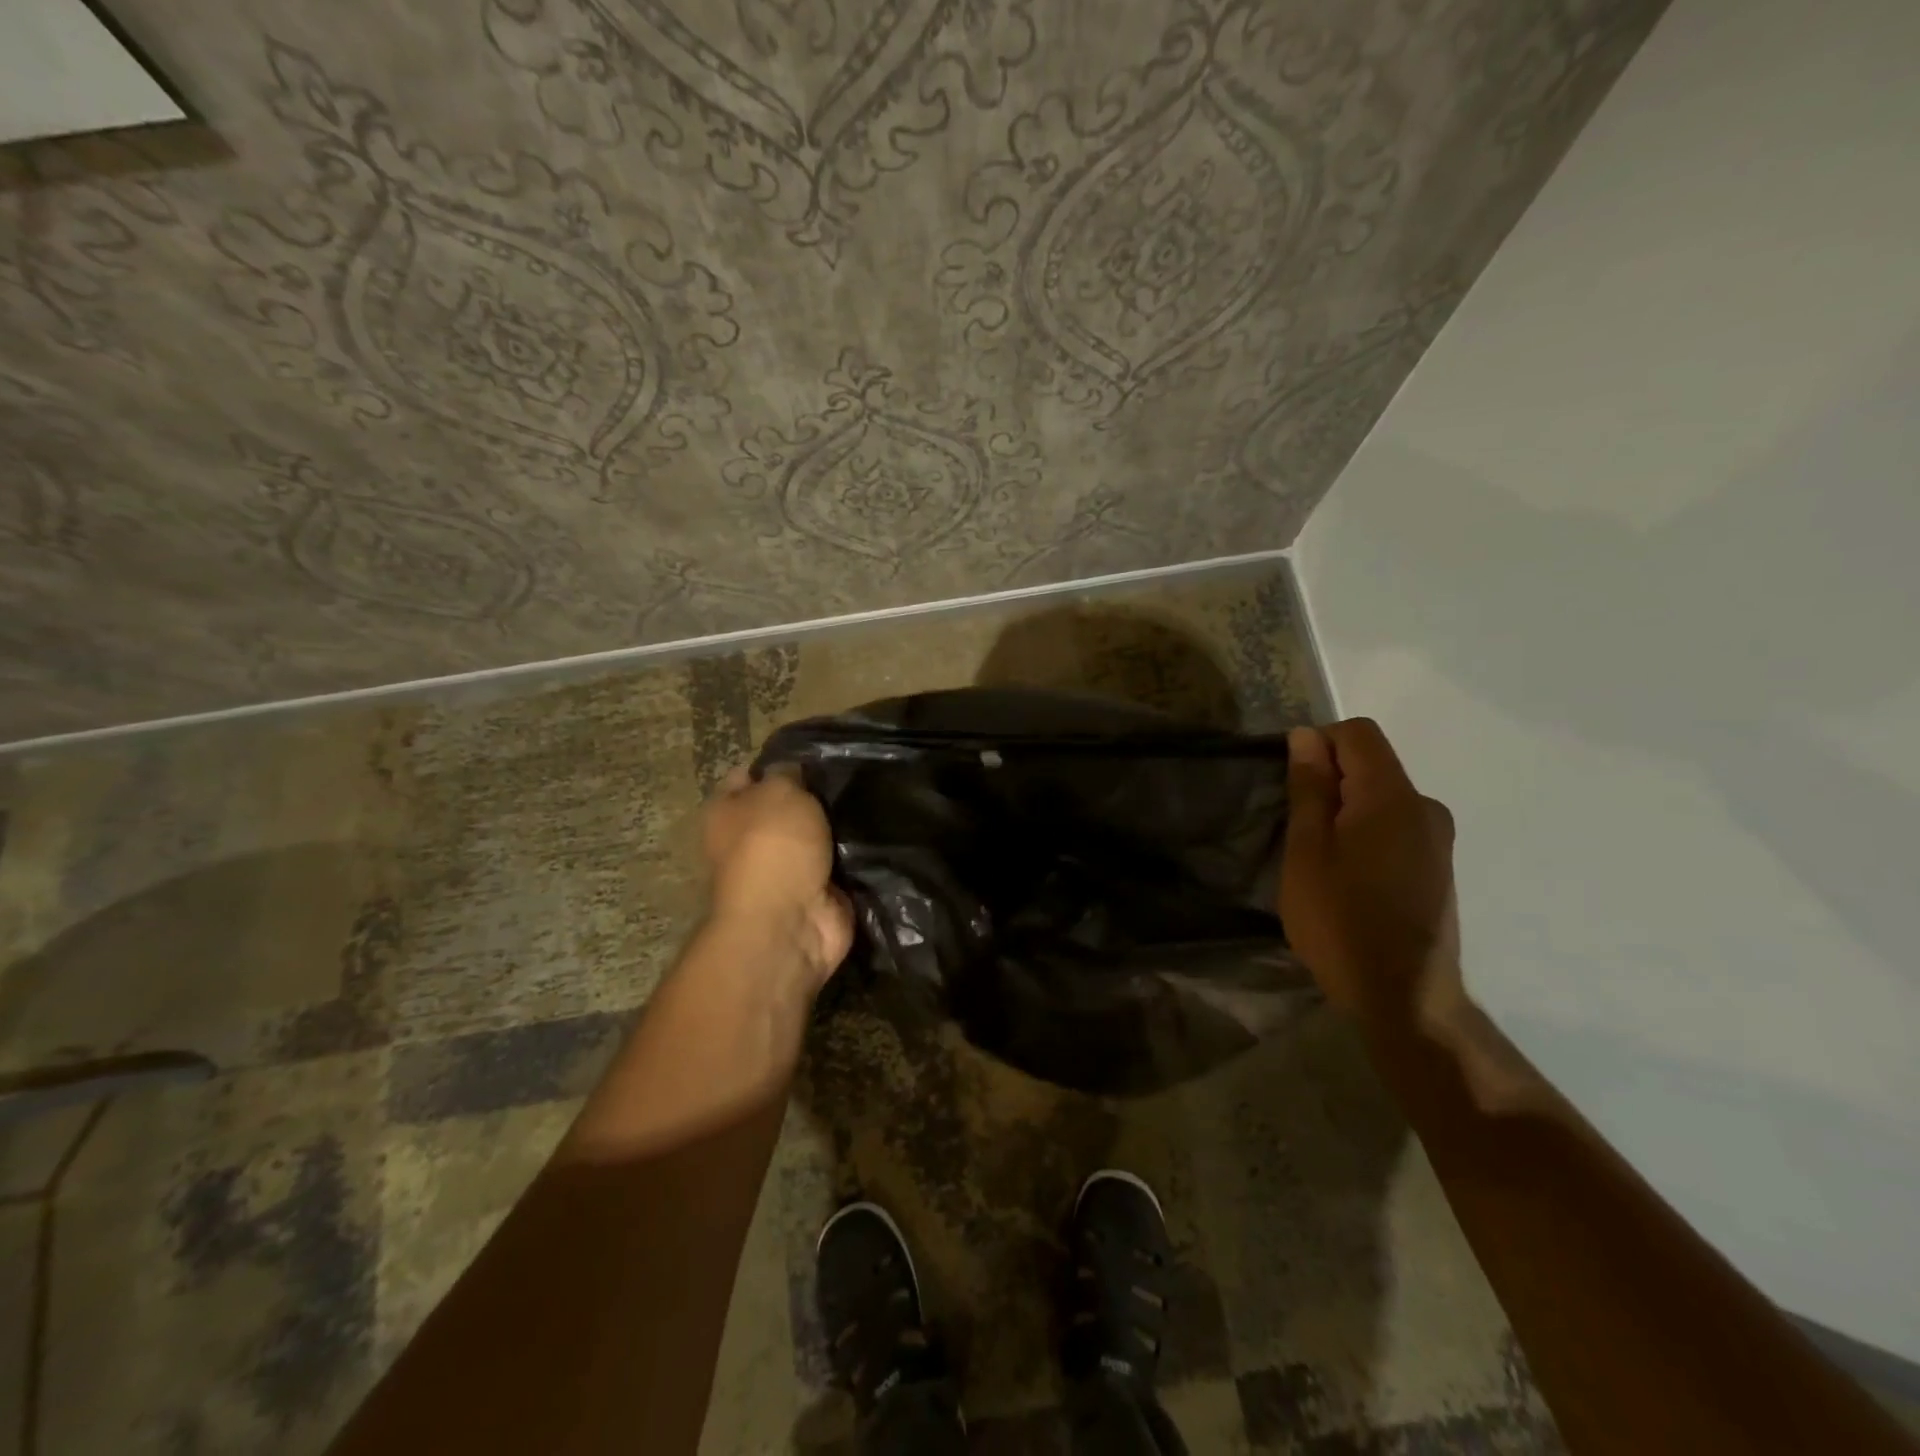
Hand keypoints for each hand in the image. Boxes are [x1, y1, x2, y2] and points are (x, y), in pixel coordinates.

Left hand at [703, 766, 853, 991]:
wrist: (791, 921)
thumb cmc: (774, 845)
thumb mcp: (780, 790)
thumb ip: (788, 773)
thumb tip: (793, 771)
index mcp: (726, 812)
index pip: (746, 775)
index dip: (777, 763)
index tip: (814, 755)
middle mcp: (750, 839)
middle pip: (786, 806)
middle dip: (815, 794)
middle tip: (850, 775)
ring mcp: (785, 868)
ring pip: (817, 834)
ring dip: (838, 824)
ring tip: (871, 798)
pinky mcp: (818, 891)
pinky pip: (840, 862)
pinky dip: (856, 854)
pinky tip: (880, 831)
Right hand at [1280, 719, 1460, 1028]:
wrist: (1404, 998)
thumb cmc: (1341, 920)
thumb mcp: (1307, 851)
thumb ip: (1310, 788)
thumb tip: (1307, 737)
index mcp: (1393, 796)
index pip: (1358, 733)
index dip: (1318, 744)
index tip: (1293, 786)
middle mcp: (1426, 807)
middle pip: (1371, 765)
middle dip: (1330, 782)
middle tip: (1299, 832)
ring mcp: (1438, 840)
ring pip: (1382, 799)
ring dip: (1346, 812)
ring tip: (1320, 861)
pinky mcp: (1438, 867)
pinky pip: (1396, 827)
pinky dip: (1366, 835)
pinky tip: (1349, 879)